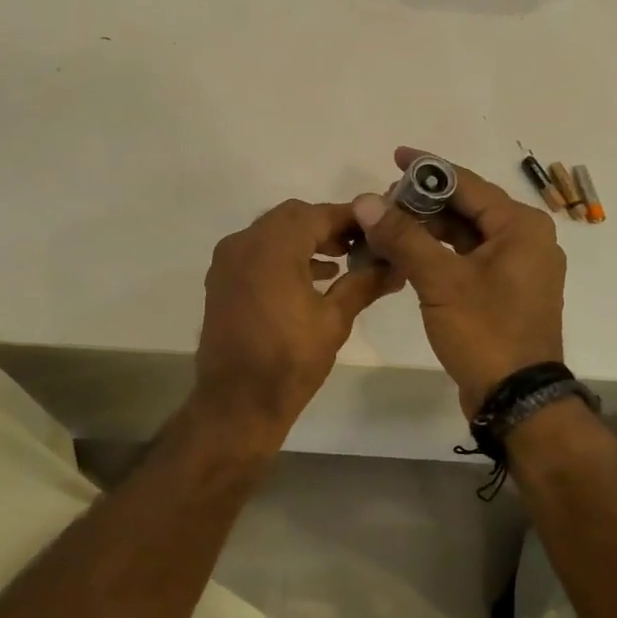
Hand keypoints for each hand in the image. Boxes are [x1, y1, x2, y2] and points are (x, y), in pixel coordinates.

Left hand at [193, 200, 399, 444]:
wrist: (237, 402)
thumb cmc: (290, 360)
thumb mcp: (334, 320)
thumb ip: (364, 283)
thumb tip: (395, 267)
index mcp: (272, 247)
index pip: (317, 215)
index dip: (351, 217)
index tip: (379, 222)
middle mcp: (243, 243)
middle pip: (292, 217)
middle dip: (327, 225)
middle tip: (361, 242)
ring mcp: (227, 262)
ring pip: (272, 233)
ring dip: (305, 240)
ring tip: (342, 260)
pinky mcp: (221, 281)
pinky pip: (256, 253)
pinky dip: (283, 256)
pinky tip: (312, 277)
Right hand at [352, 147, 566, 414]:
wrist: (516, 399)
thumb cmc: (485, 332)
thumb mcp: (440, 280)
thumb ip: (403, 237)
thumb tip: (366, 200)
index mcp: (520, 227)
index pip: (467, 184)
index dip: (428, 169)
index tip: (395, 156)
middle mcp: (525, 241)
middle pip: (466, 208)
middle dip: (423, 204)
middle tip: (381, 204)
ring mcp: (516, 269)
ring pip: (464, 236)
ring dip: (426, 231)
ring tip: (385, 229)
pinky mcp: (503, 293)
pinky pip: (466, 260)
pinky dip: (437, 255)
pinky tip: (405, 257)